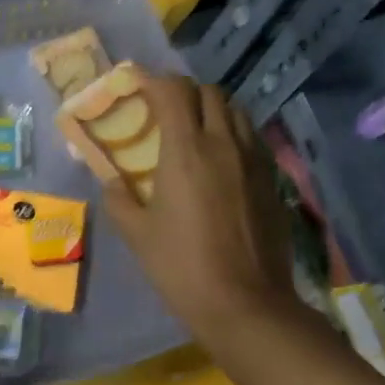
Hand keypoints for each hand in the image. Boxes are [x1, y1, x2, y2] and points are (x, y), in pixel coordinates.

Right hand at [101, 74, 300, 346]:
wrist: (246, 304)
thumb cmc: (182, 267)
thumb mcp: (137, 235)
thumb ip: (118, 199)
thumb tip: (111, 182)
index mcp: (186, 151)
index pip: (173, 91)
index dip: (153, 79)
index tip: (138, 82)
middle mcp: (224, 144)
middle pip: (209, 92)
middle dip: (184, 91)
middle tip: (166, 108)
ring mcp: (254, 160)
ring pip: (236, 111)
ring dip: (213, 108)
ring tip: (196, 127)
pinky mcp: (273, 179)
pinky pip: (253, 137)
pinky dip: (234, 132)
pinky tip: (224, 157)